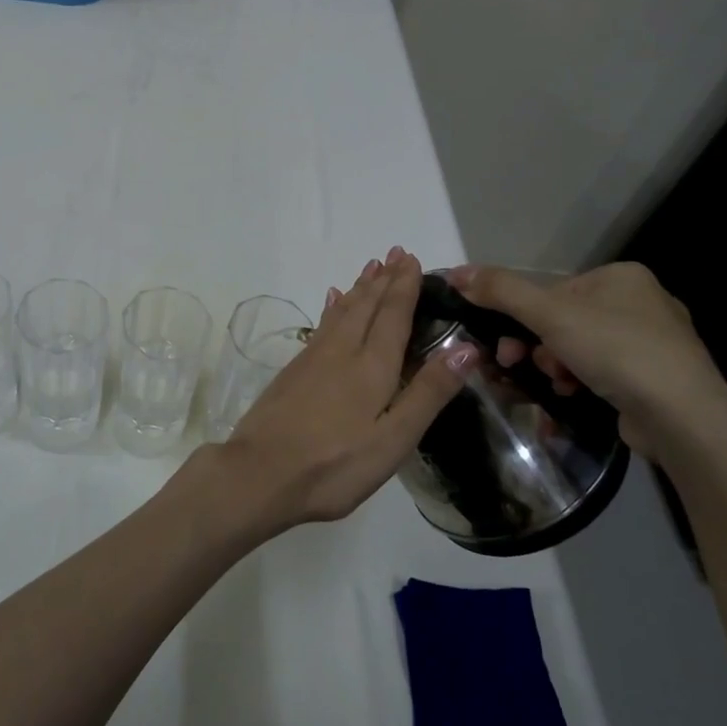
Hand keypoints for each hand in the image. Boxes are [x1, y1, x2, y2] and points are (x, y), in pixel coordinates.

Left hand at [190, 249, 475, 537]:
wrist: (260, 473)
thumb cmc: (335, 465)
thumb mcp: (393, 439)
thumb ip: (428, 393)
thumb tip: (466, 348)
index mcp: (372, 367)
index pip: (393, 316)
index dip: (404, 287)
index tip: (411, 259)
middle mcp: (342, 351)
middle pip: (366, 306)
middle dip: (383, 280)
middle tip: (394, 252)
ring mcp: (312, 359)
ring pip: (341, 312)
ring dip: (359, 288)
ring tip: (370, 268)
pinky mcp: (293, 371)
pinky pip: (321, 325)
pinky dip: (332, 308)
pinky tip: (332, 302)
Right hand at [446, 261, 726, 465]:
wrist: (684, 418)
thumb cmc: (616, 351)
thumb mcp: (549, 314)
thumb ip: (500, 290)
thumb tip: (455, 272)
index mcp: (621, 277)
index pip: (552, 291)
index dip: (521, 318)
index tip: (505, 346)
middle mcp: (641, 303)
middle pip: (562, 322)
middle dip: (536, 347)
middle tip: (517, 366)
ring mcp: (653, 344)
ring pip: (578, 350)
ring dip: (553, 369)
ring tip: (556, 387)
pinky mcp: (655, 380)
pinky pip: (600, 374)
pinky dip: (578, 385)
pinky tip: (571, 399)